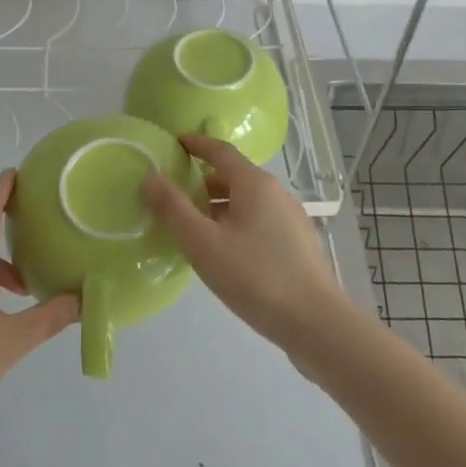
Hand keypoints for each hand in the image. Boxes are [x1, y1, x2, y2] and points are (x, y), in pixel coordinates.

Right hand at [141, 135, 346, 351]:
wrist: (315, 323)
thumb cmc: (255, 277)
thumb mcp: (203, 244)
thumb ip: (173, 209)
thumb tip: (150, 177)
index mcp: (255, 184)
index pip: (220, 151)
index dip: (196, 145)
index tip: (174, 144)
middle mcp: (276, 193)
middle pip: (233, 176)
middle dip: (202, 181)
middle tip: (173, 196)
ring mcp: (290, 219)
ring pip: (246, 202)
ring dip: (217, 207)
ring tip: (192, 228)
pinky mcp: (296, 244)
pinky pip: (257, 221)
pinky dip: (234, 224)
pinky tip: (222, 252)